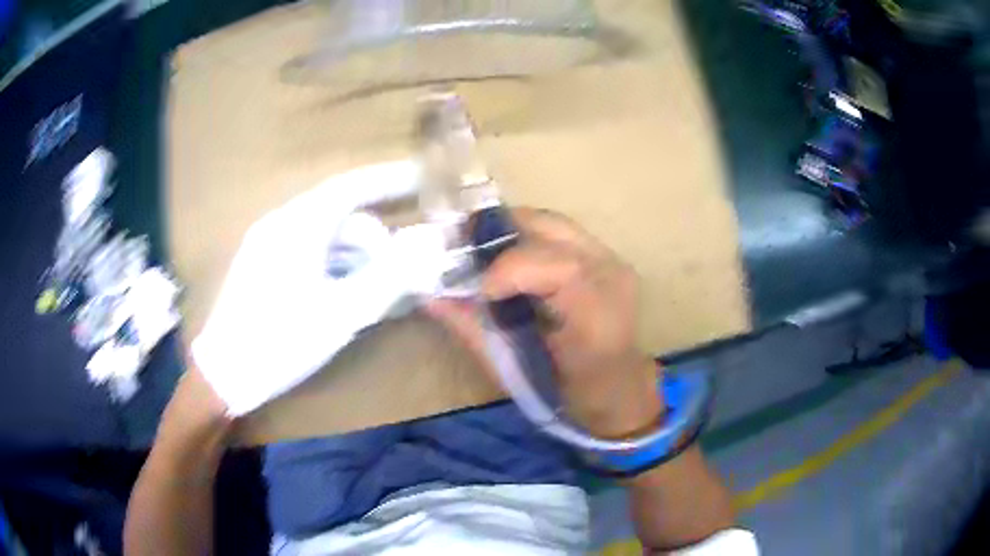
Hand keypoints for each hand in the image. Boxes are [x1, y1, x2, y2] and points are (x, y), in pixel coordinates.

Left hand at [191, 164, 451, 415]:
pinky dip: (333, 265)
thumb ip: (389, 277)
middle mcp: (280, 224)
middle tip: (400, 273)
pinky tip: (344, 294)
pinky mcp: (261, 264)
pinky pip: (307, 251)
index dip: (389, 179)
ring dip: (355, 257)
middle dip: (375, 241)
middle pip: (340, 215)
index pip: (351, 186)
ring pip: (323, 236)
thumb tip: (429, 245)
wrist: (223, 375)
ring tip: (374, 293)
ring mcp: (267, 243)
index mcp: (298, 226)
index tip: (421, 176)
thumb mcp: (341, 313)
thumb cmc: (281, 342)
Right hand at [429, 208, 662, 438]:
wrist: (617, 389)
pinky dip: (528, 236)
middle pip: (552, 229)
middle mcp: (611, 276)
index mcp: (597, 315)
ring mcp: (613, 261)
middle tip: (464, 248)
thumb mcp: (514, 370)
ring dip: (512, 230)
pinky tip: (510, 254)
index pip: (557, 268)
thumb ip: (473, 329)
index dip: (508, 268)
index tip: (478, 288)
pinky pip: (561, 233)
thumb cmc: (567, 392)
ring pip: (555, 223)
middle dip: (500, 232)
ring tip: (482, 249)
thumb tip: (432, 296)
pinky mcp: (608, 257)